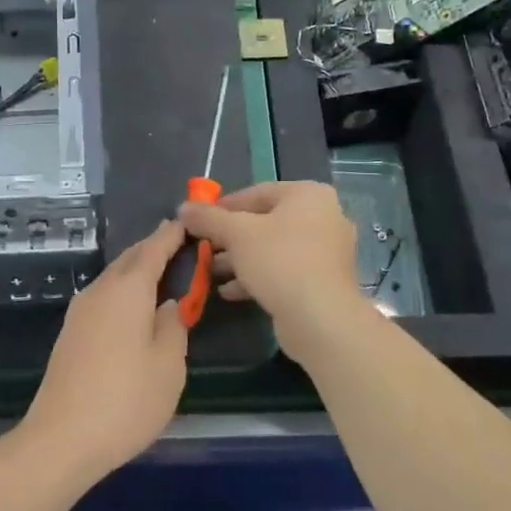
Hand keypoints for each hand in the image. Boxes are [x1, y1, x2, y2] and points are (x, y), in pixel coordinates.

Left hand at [20, 219, 189, 479]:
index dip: (172, 235)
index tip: (188, 222)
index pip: (154, 249)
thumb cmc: (126, 400)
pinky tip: (135, 307)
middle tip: (180, 245)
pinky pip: (104, 296)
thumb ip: (174, 325)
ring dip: (138, 270)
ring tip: (163, 274)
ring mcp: (81, 311)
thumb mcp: (169, 365)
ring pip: (114, 277)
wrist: (61, 439)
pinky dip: (124, 290)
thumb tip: (169, 304)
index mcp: (128, 289)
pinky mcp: (71, 332)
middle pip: (131, 258)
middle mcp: (101, 290)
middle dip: (154, 248)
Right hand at [179, 180, 363, 340]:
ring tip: (210, 271)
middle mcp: (324, 216)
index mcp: (308, 194)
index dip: (223, 206)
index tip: (199, 220)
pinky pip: (285, 269)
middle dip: (230, 236)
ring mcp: (326, 250)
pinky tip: (229, 291)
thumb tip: (183, 207)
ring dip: (241, 259)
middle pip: (265, 220)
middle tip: (203, 247)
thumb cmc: (280, 261)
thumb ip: (208, 218)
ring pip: (274, 248)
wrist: (321, 318)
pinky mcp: (323, 280)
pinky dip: (258, 276)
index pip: (257, 192)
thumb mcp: (237, 234)